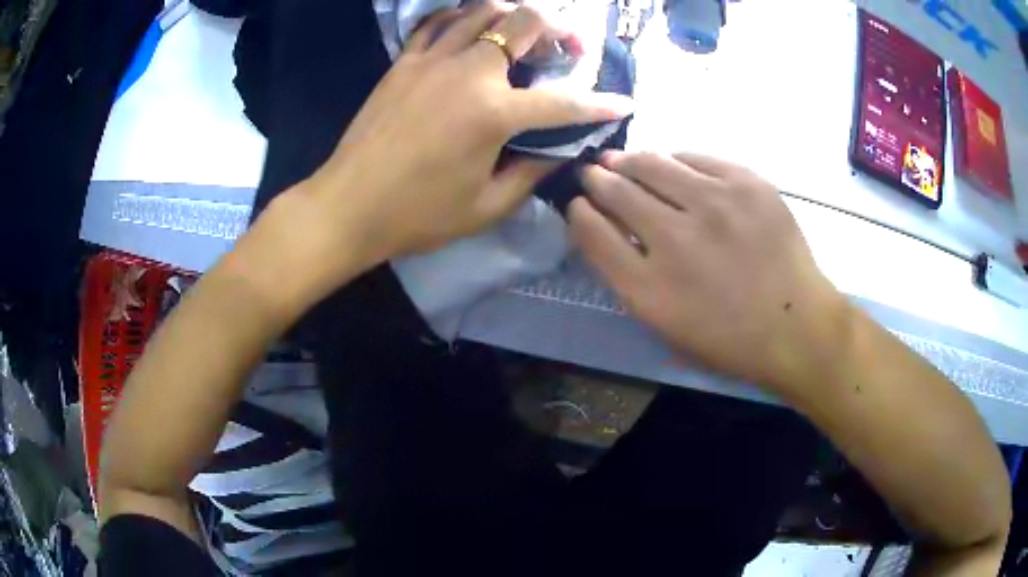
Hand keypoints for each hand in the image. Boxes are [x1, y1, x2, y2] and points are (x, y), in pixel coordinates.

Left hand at [291, 2, 630, 281]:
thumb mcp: (486, 207)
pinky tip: (470, 30)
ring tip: (524, 36)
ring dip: (514, 15)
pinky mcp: (403, 62)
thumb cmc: (417, 215)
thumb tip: (559, 149)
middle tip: (570, 50)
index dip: (599, 104)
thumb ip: (531, 172)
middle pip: (525, 22)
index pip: (563, 101)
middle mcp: (468, 71)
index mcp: (494, 113)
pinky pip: (437, 22)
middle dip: (561, 30)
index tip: (622, 103)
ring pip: (482, 10)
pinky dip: (461, 18)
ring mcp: (431, 60)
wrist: (347, 207)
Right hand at [569, 151, 851, 394]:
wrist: (797, 326)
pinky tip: (674, 167)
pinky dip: (676, 161)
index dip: (579, 212)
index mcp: (650, 288)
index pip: (593, 232)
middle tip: (594, 172)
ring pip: (653, 163)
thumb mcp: (666, 326)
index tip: (578, 203)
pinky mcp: (747, 183)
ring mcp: (715, 204)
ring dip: (630, 161)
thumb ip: (628, 278)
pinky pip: (695, 157)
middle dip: (597, 178)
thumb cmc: (729, 338)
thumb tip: (605, 226)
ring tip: (624, 160)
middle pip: (617, 190)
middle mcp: (676, 239)